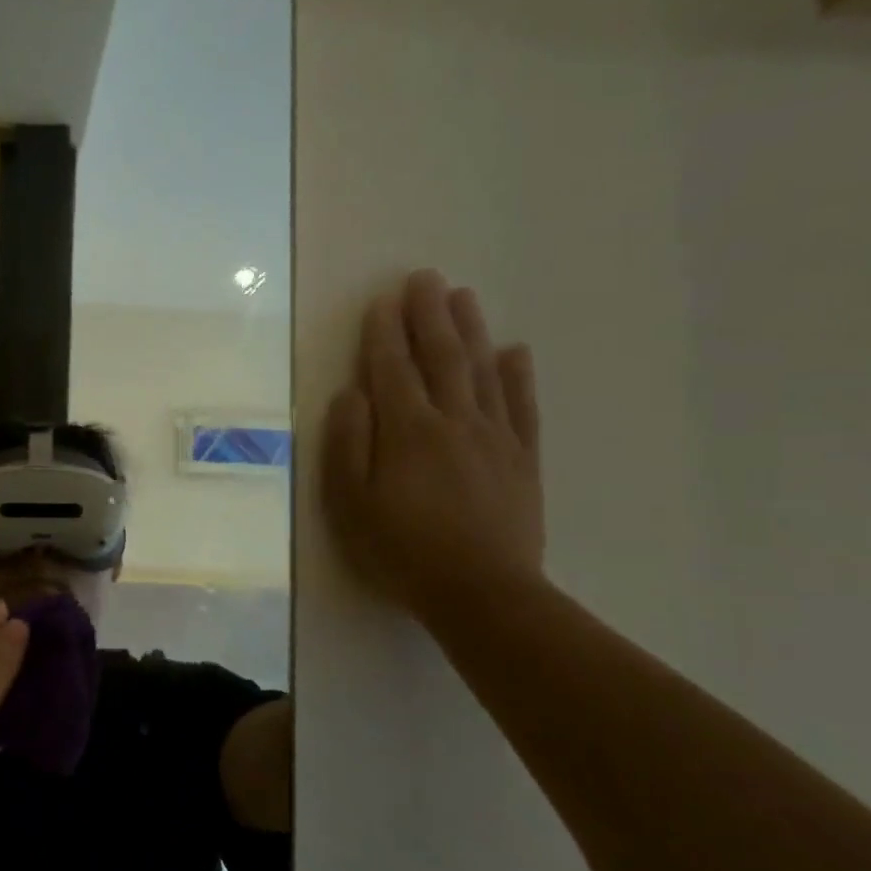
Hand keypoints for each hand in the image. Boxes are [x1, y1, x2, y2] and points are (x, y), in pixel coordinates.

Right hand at [320, 270, 544, 621]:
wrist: (481, 593)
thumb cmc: (400, 549)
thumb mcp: (350, 502)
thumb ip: (348, 443)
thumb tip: (350, 393)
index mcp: (407, 431)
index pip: (392, 369)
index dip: (384, 333)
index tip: (382, 300)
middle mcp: (453, 421)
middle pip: (441, 357)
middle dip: (429, 315)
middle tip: (425, 278)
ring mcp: (494, 438)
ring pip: (482, 371)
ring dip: (471, 330)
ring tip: (463, 296)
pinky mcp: (522, 459)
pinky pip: (521, 406)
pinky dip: (517, 375)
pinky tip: (514, 351)